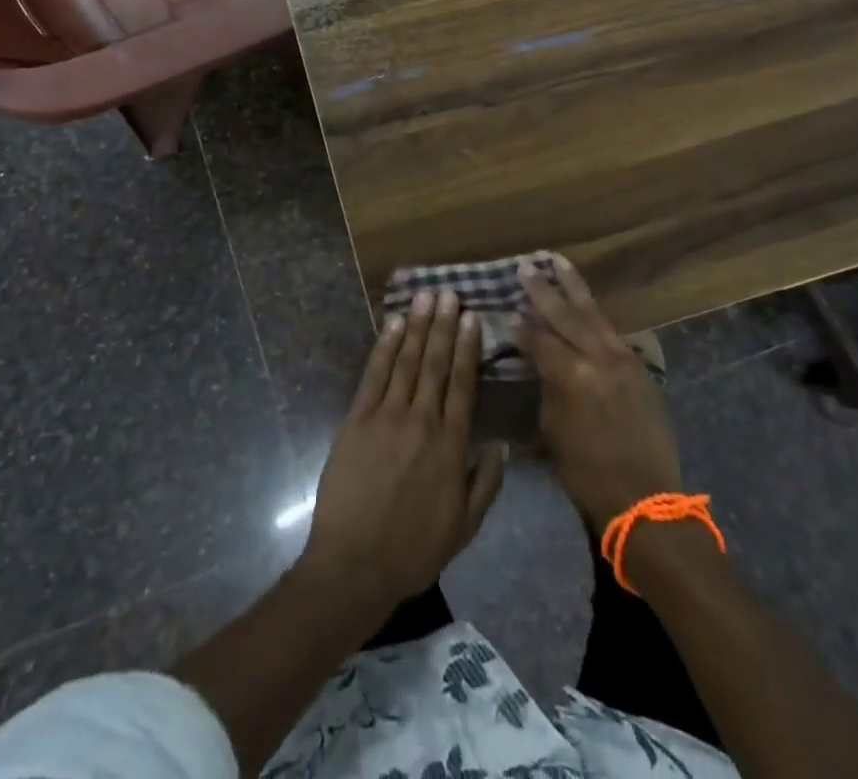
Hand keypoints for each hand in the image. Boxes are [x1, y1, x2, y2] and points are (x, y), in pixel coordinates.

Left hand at [300, 291, 505, 607]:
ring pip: (407, 361)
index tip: (472, 317)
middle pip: (435, 364)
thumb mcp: (463, 527)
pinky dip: (384, 347)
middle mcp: (422, 421)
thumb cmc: (413, 550)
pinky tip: (392, 325)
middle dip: (443, 326)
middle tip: (449, 293)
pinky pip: (374, 375)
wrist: (355, 564)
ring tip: (425, 297)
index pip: (463, 385)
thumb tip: (502, 446)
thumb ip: (486, 484)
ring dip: (417, 327)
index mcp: (451, 446)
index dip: (467, 348)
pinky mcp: (357, 419)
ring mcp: (387, 416)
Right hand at [519, 255, 682, 528]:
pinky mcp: (637, 366)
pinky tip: (584, 302)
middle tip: (525, 267)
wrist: (646, 497)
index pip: (538, 339)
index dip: (519, 325)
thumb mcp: (552, 430)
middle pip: (565, 315)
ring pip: (593, 313)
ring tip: (558, 261)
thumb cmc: (588, 472)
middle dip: (543, 290)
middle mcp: (597, 358)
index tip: (504, 309)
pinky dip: (594, 313)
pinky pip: (610, 330)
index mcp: (571, 376)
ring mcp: (622, 359)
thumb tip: (536, 362)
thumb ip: (545, 387)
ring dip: (573, 287)